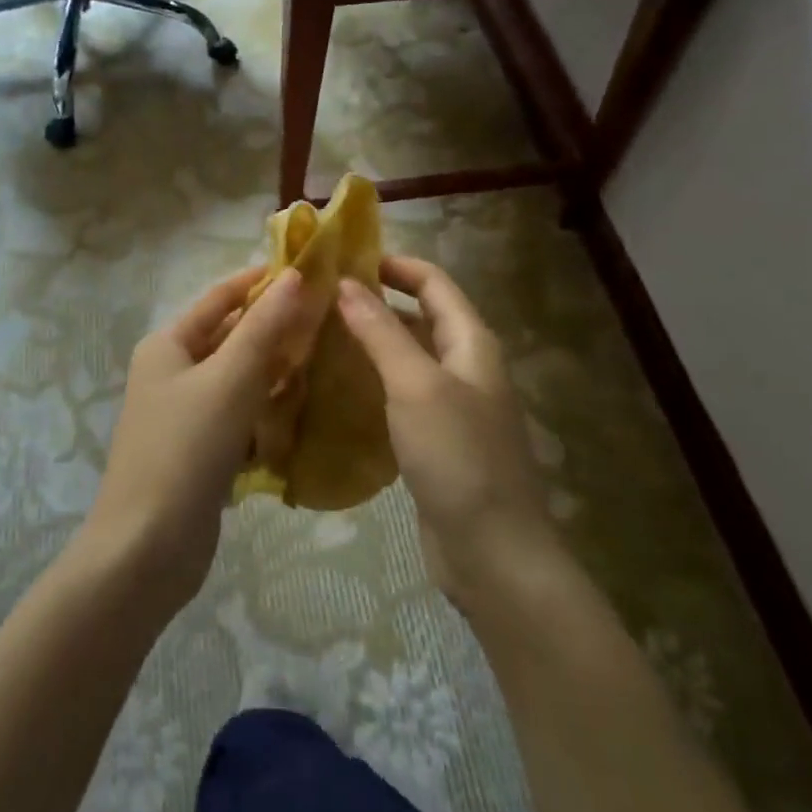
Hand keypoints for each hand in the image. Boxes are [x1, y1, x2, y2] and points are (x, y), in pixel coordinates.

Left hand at [78, 267, 315, 614]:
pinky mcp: (199, 451)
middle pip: (230, 338)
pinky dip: (265, 413)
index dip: (262, 282)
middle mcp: (171, 372)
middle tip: (329, 321)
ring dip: (275, 372)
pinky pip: (238, 417)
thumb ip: (264, 328)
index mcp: (168, 345)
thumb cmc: (187, 448)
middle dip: (275, 330)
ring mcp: (184, 415)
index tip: (310, 271)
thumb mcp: (230, 379)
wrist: (148, 546)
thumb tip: (292, 276)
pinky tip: (300, 413)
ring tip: (326, 362)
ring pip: (238, 380)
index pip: (220, 298)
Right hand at [336, 257, 555, 603]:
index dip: (395, 265)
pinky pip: (401, 397)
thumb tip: (347, 285)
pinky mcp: (437, 442)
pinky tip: (336, 390)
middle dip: (377, 303)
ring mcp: (453, 408)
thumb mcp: (416, 385)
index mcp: (472, 344)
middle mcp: (466, 368)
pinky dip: (372, 384)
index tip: (346, 259)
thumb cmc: (458, 456)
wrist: (492, 552)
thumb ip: (381, 332)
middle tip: (322, 299)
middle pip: (421, 318)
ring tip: (319, 336)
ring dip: (371, 344)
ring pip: (409, 359)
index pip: (434, 283)